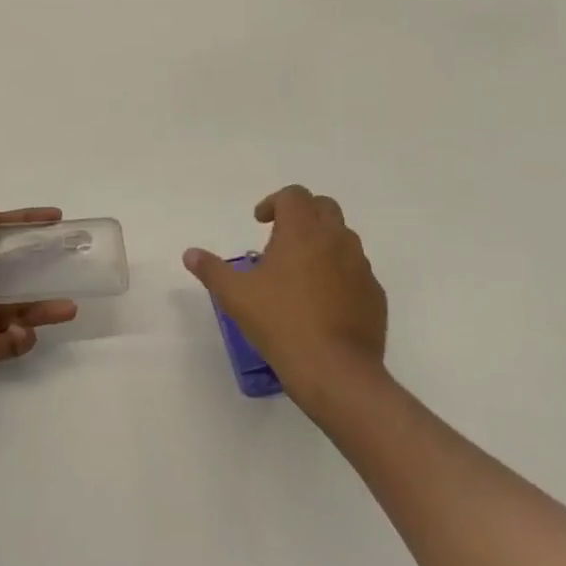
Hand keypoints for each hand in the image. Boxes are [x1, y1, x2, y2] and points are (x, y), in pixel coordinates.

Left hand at [0, 195, 79, 402]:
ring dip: (44, 307)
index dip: (25, 223)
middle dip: (40, 264)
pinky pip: (15, 338)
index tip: (55, 219)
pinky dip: (22, 337)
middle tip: (69, 258)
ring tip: (69, 308)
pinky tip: (20, 334)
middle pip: (14, 269)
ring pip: (21, 306)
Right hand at [183, 185, 387, 404]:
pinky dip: (339, 272)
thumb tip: (190, 254)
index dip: (274, 202)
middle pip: (324, 207)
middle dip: (302, 214)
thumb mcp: (235, 295)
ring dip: (322, 242)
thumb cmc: (280, 322)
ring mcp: (361, 267)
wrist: (335, 370)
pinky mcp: (375, 294)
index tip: (260, 223)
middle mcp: (336, 240)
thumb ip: (211, 269)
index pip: (294, 195)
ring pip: (344, 238)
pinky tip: (322, 300)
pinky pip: (356, 270)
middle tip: (281, 238)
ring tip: (300, 271)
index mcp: (302, 232)